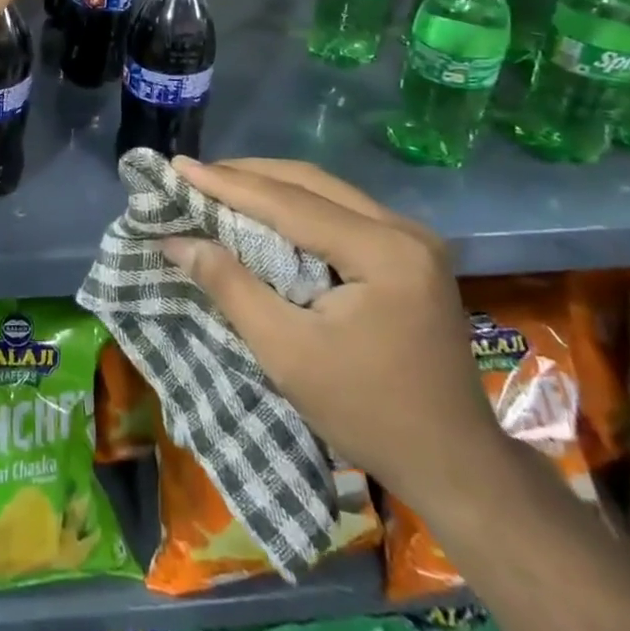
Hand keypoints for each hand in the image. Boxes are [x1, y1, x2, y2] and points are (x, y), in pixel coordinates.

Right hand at [160, 156, 503, 510]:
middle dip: (248, 175)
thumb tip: (175, 240)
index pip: (291, 203)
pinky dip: (296, 206)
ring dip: (271, 187)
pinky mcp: (409, 253)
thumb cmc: (367, 413)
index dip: (228, 183)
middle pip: (311, 182)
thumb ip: (231, 287)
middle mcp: (404, 230)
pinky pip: (341, 211)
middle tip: (194, 174)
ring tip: (219, 186)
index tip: (178, 166)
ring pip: (326, 191)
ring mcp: (412, 239)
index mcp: (384, 252)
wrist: (453, 464)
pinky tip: (265, 212)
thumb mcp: (287, 353)